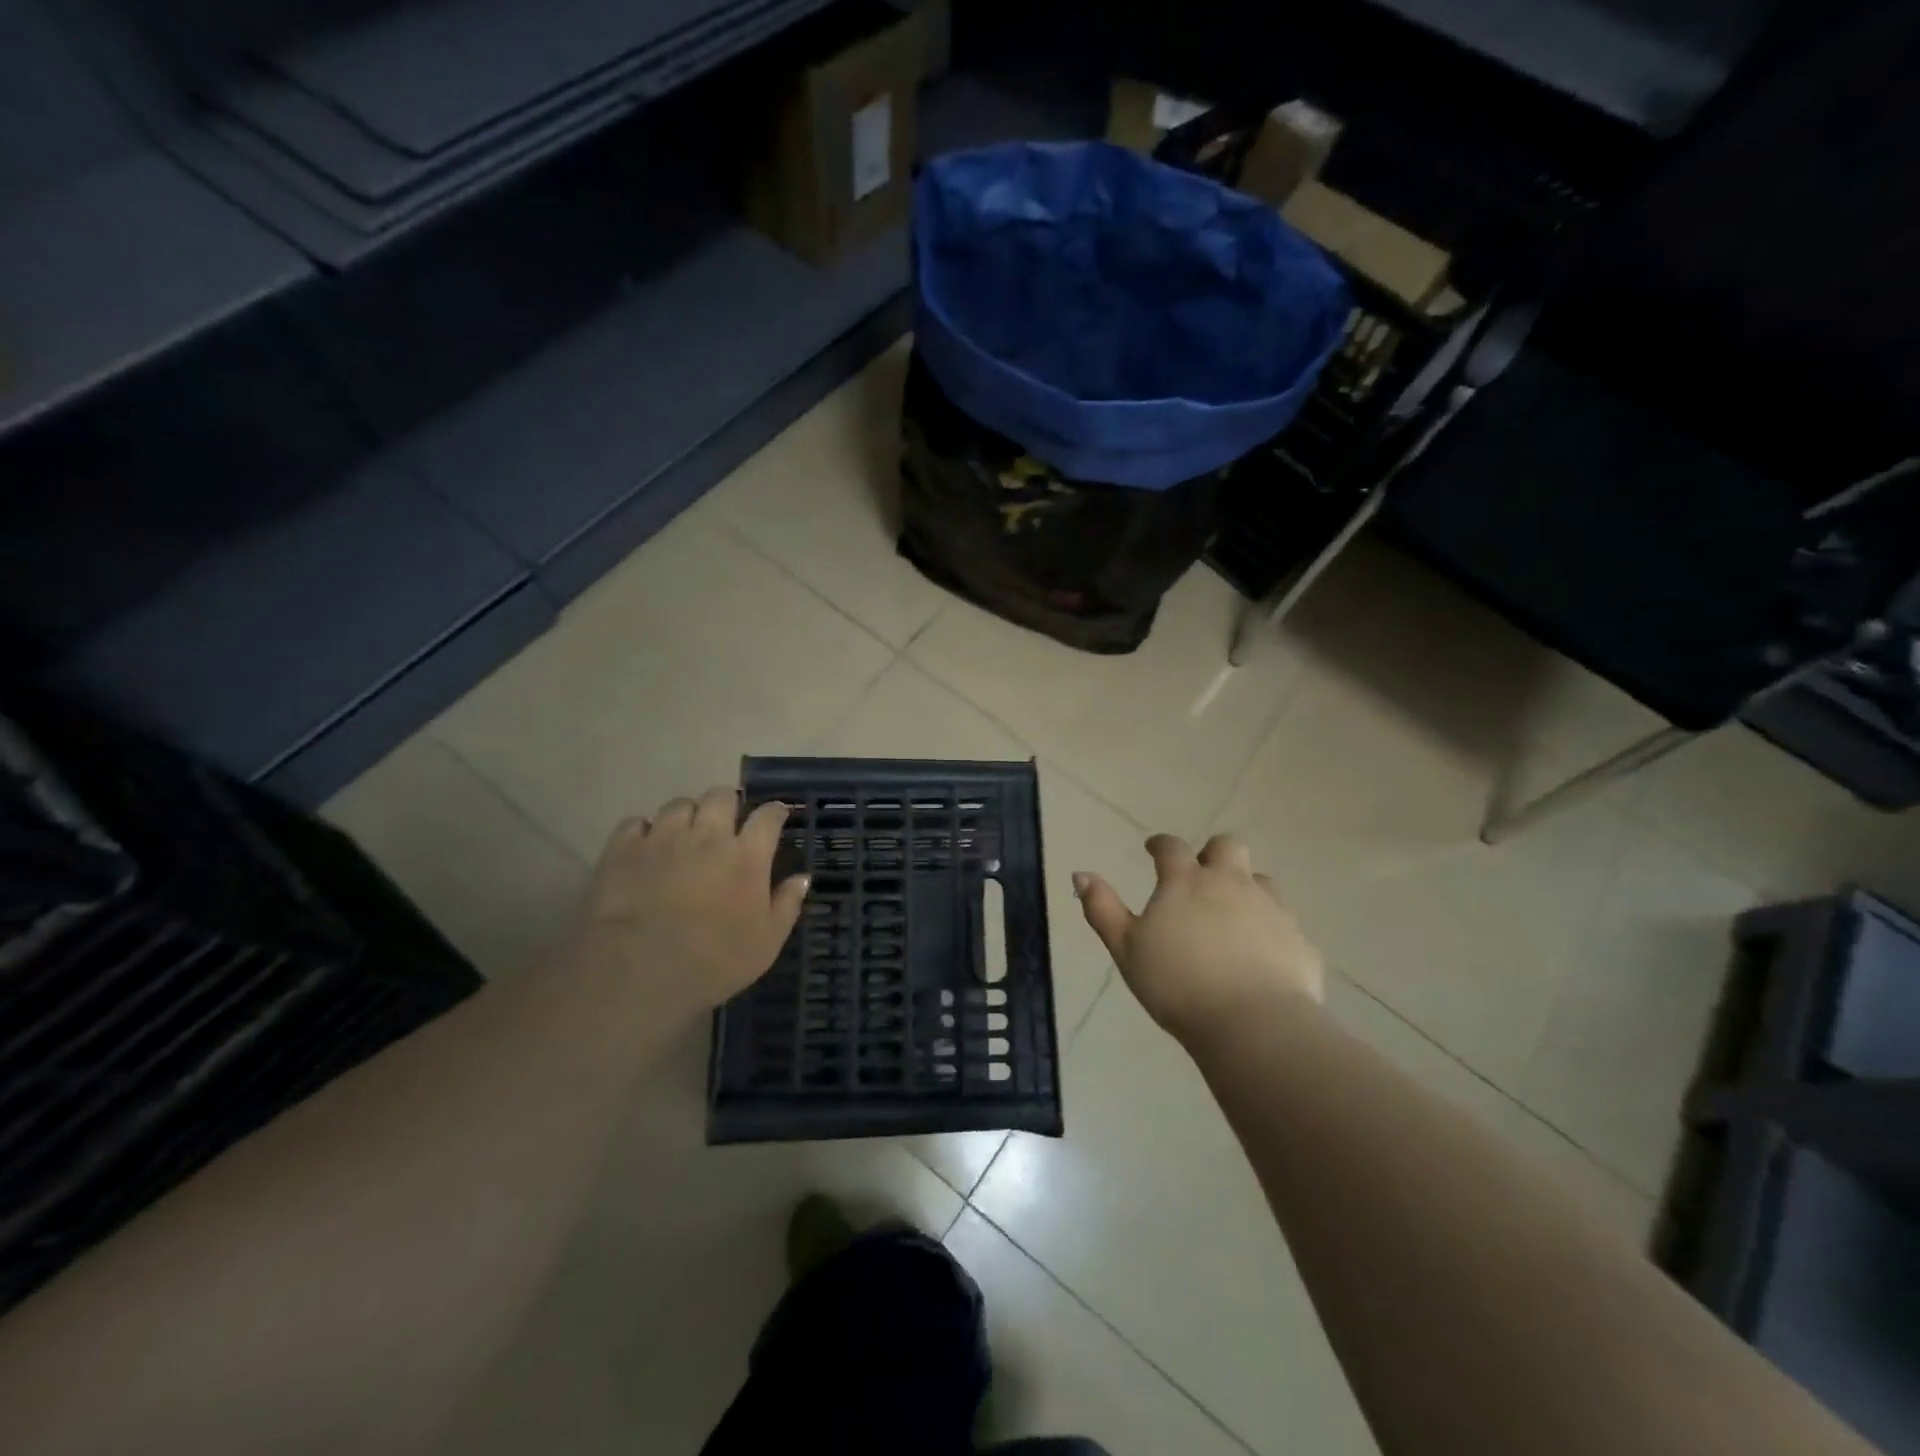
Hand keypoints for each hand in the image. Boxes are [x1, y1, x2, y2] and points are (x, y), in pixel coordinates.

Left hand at [572, 786, 808, 1016]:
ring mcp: (663, 838)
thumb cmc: (713, 962)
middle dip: (729, 804)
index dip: (775, 812)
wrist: (638, 972)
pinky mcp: (623, 848)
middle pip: (721, 796)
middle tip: (728, 823)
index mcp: (746, 855)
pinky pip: (636, 823)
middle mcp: (707, 835)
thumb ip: (787, 905)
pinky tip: (646, 848)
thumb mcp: (766, 943)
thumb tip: (802, 878)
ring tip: (685, 834)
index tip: (777, 816)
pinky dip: (645, 831)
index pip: (768, 816)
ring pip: (679, 804)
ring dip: (688, 815)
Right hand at [1073, 833, 1323, 1043]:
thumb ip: (1102, 909)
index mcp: (1186, 881)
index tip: (1153, 849)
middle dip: (1212, 852)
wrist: (1253, 1024)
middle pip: (1227, 846)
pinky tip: (1261, 952)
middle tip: (1201, 874)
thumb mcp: (1126, 949)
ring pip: (1261, 880)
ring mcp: (1270, 908)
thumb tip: (1080, 874)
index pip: (1172, 847)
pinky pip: (1284, 921)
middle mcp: (1231, 883)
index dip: (1160, 844)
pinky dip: (1269, 927)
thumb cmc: (1178, 985)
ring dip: (1245, 886)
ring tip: (1232, 914)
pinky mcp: (1298, 938)